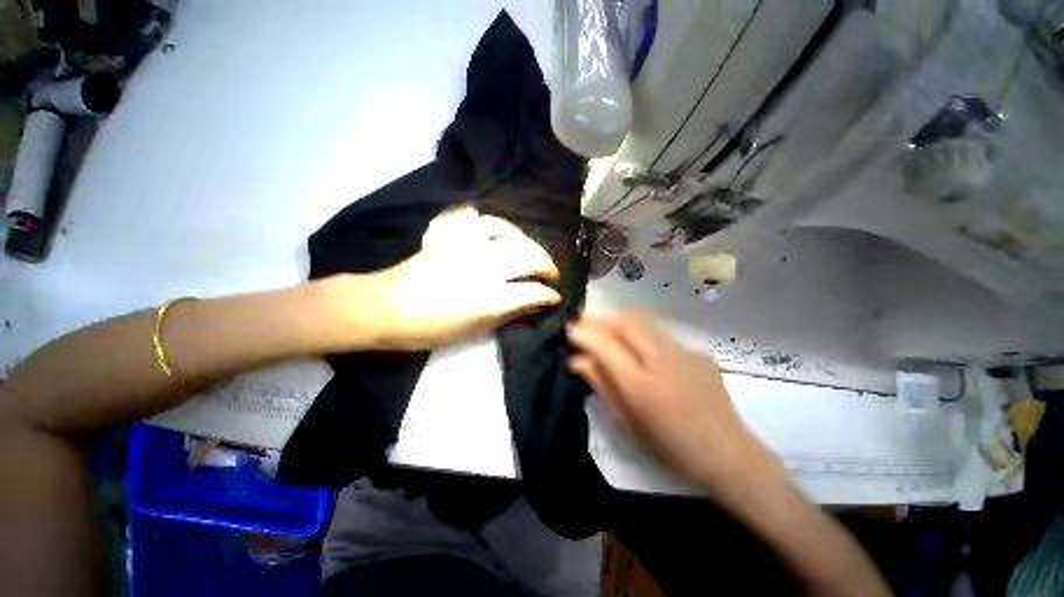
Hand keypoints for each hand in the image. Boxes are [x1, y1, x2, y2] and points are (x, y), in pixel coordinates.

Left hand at [371, 205, 560, 349]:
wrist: (386, 307)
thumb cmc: (426, 329)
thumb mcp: (468, 331)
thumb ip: (504, 315)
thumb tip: (531, 305)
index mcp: (489, 296)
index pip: (533, 290)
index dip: (549, 293)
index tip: (553, 296)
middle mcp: (483, 266)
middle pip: (528, 255)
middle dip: (546, 264)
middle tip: (549, 273)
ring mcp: (466, 245)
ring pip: (507, 231)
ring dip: (524, 240)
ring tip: (527, 250)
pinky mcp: (449, 234)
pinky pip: (475, 218)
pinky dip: (489, 223)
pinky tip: (494, 232)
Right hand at [568, 314, 781, 487]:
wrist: (723, 450)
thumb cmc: (671, 451)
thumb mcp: (630, 427)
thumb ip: (605, 390)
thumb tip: (580, 363)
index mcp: (640, 385)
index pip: (604, 345)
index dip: (584, 334)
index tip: (569, 332)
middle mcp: (662, 360)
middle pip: (627, 322)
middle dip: (602, 319)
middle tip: (585, 327)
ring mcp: (684, 353)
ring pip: (648, 323)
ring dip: (624, 323)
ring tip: (609, 332)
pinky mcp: (700, 354)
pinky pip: (667, 338)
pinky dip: (648, 338)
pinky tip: (646, 355)